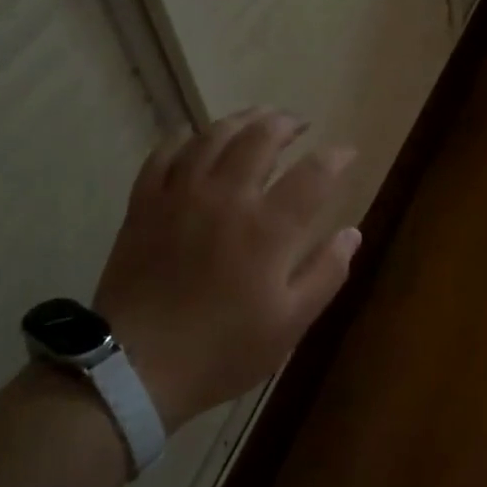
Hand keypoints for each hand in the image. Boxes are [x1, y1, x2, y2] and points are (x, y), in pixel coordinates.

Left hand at [96, 109, 360, 430]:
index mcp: (268, 228)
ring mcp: (180, 195)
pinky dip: (185, 138)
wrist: (134, 368)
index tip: (347, 152)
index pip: (314, 174)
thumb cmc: (222, 350)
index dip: (336, 157)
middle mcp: (226, 197)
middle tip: (299, 124)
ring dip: (241, 119)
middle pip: (261, 137)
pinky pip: (165, 154)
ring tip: (257, 118)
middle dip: (286, 123)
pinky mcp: (145, 203)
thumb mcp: (289, 324)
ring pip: (213, 135)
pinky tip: (195, 138)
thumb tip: (352, 233)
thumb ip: (326, 273)